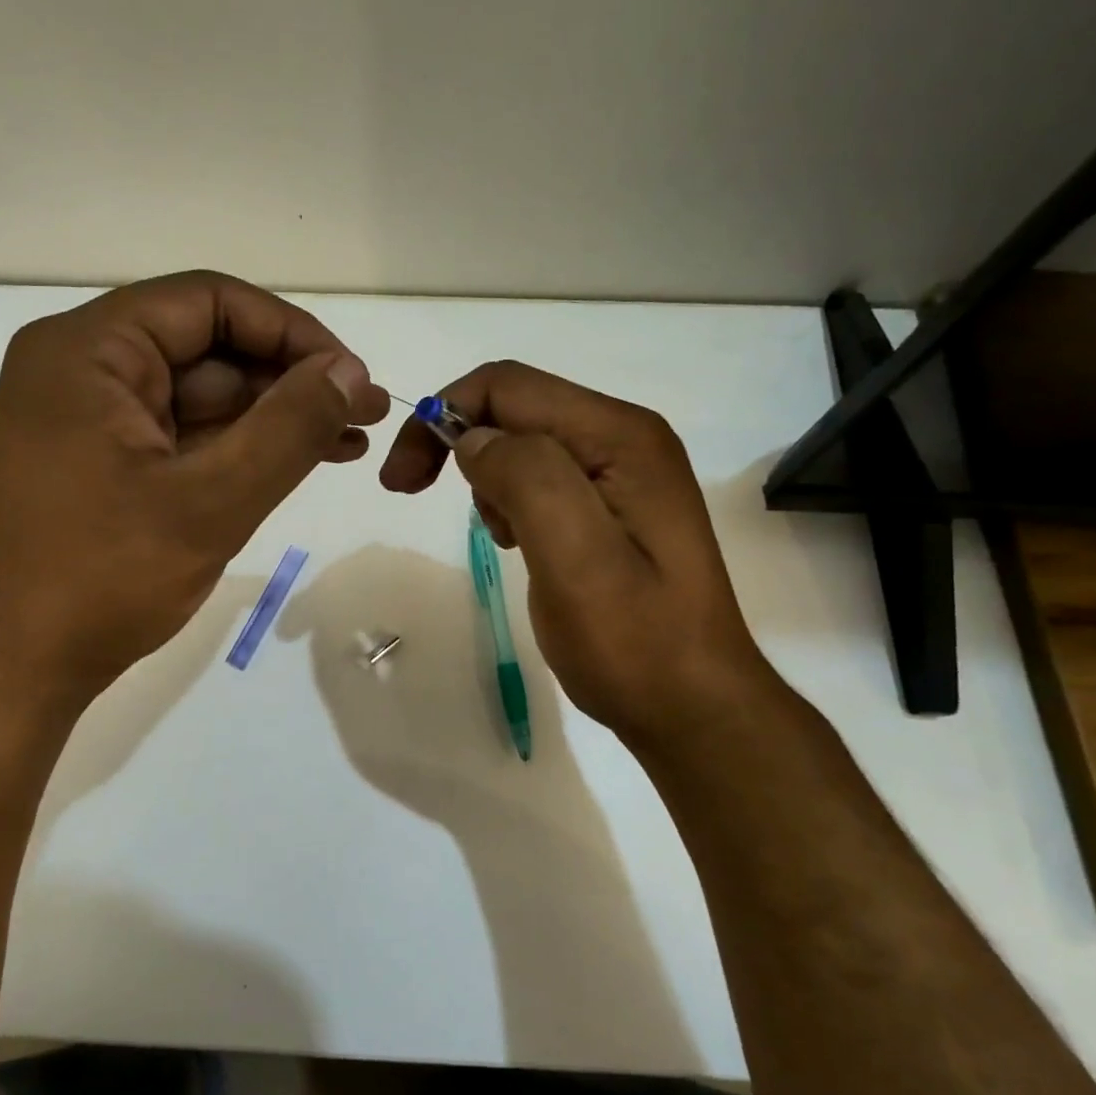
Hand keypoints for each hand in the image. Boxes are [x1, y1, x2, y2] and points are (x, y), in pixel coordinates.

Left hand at [0, 272, 387, 714]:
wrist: (14, 671)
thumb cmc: (103, 579)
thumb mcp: (212, 500)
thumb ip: (290, 427)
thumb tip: (350, 371)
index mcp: (88, 350)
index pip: (209, 303)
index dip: (291, 333)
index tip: (350, 377)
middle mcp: (81, 369)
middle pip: (206, 348)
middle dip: (290, 380)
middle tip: (364, 413)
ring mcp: (88, 419)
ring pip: (199, 397)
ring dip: (272, 417)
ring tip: (349, 442)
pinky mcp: (100, 464)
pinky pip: (181, 436)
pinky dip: (237, 448)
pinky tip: (296, 463)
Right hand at [379, 361, 780, 754]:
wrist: (691, 707)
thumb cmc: (634, 642)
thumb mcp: (576, 559)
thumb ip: (526, 479)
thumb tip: (473, 440)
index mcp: (619, 436)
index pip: (507, 387)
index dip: (442, 417)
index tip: (403, 480)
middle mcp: (624, 437)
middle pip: (514, 407)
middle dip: (457, 445)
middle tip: (415, 495)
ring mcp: (622, 470)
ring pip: (521, 442)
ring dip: (487, 478)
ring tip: (502, 538)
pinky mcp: (612, 504)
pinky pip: (540, 476)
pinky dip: (509, 500)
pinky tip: (519, 542)